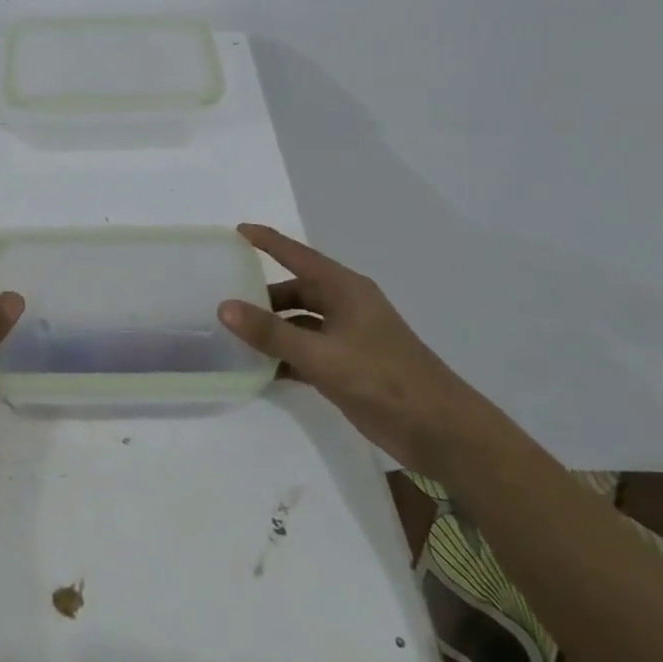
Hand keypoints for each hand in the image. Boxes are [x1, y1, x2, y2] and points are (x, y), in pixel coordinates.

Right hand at [216, 224, 493, 477]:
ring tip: (232, 336)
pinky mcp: (348, 366)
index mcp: (345, 289)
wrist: (440, 431)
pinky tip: (258, 370)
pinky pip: (306, 351)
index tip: (236, 230)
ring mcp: (348, 337)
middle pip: (296, 290)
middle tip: (223, 299)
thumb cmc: (383, 379)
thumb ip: (272, 333)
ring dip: (271, 329)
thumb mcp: (322, 355)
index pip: (297, 255)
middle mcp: (345, 306)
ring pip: (299, 323)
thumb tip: (224, 307)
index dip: (267, 241)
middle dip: (262, 295)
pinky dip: (284, 356)